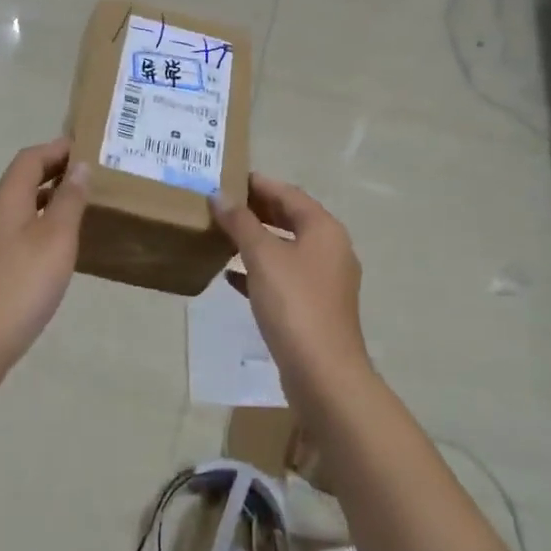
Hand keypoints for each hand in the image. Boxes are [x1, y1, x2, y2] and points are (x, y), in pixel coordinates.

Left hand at [0, 139, 88, 370]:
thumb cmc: (21, 285)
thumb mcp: (56, 239)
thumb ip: (69, 200)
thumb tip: (79, 166)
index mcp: (5, 200)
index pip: (29, 159)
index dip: (57, 149)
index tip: (86, 148)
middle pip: (20, 181)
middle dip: (52, 173)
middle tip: (88, 177)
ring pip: (16, 209)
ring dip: (45, 201)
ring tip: (76, 211)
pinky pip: (12, 233)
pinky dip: (35, 227)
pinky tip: (52, 250)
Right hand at [212, 174, 366, 381]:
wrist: (322, 372)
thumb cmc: (294, 303)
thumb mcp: (262, 256)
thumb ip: (241, 222)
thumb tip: (220, 195)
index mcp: (324, 229)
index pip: (289, 194)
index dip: (259, 184)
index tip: (228, 178)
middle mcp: (330, 249)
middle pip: (290, 219)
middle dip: (256, 211)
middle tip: (220, 204)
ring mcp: (324, 280)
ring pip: (286, 248)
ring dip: (256, 240)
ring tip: (221, 234)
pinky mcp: (314, 306)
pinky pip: (283, 276)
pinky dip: (259, 270)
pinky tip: (230, 275)